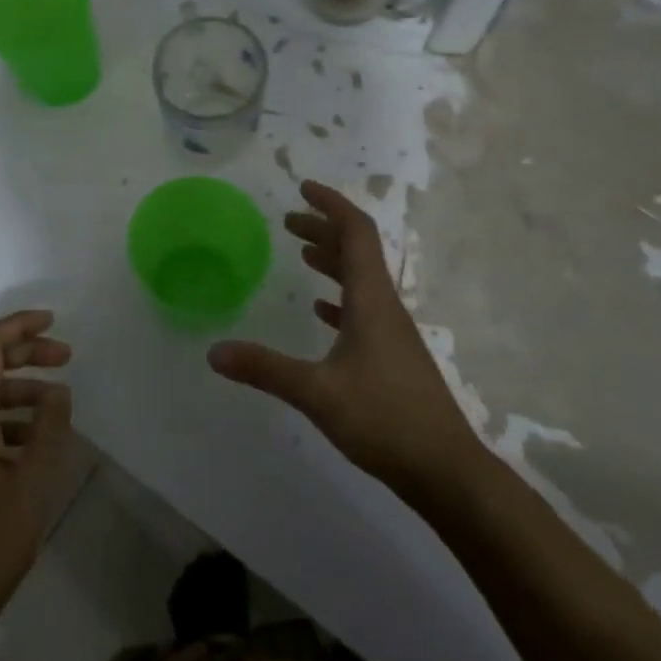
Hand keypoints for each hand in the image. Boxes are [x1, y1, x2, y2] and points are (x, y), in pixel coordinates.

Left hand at [0, 310, 76, 645]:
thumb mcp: (30, 482)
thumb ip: (47, 430)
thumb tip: (58, 391)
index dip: (19, 327)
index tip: (54, 321)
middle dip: (26, 354)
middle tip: (67, 357)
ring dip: (23, 390)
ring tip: (61, 404)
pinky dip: (13, 421)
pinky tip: (40, 443)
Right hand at [208, 180, 483, 497]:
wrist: (446, 471)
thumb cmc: (385, 420)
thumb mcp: (317, 392)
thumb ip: (265, 369)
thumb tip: (214, 352)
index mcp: (372, 301)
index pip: (357, 234)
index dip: (331, 206)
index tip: (303, 189)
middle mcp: (385, 308)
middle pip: (358, 252)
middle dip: (324, 230)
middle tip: (289, 221)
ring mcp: (392, 333)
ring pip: (360, 281)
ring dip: (332, 260)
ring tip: (301, 252)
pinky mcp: (392, 357)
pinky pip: (363, 311)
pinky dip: (339, 298)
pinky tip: (321, 311)